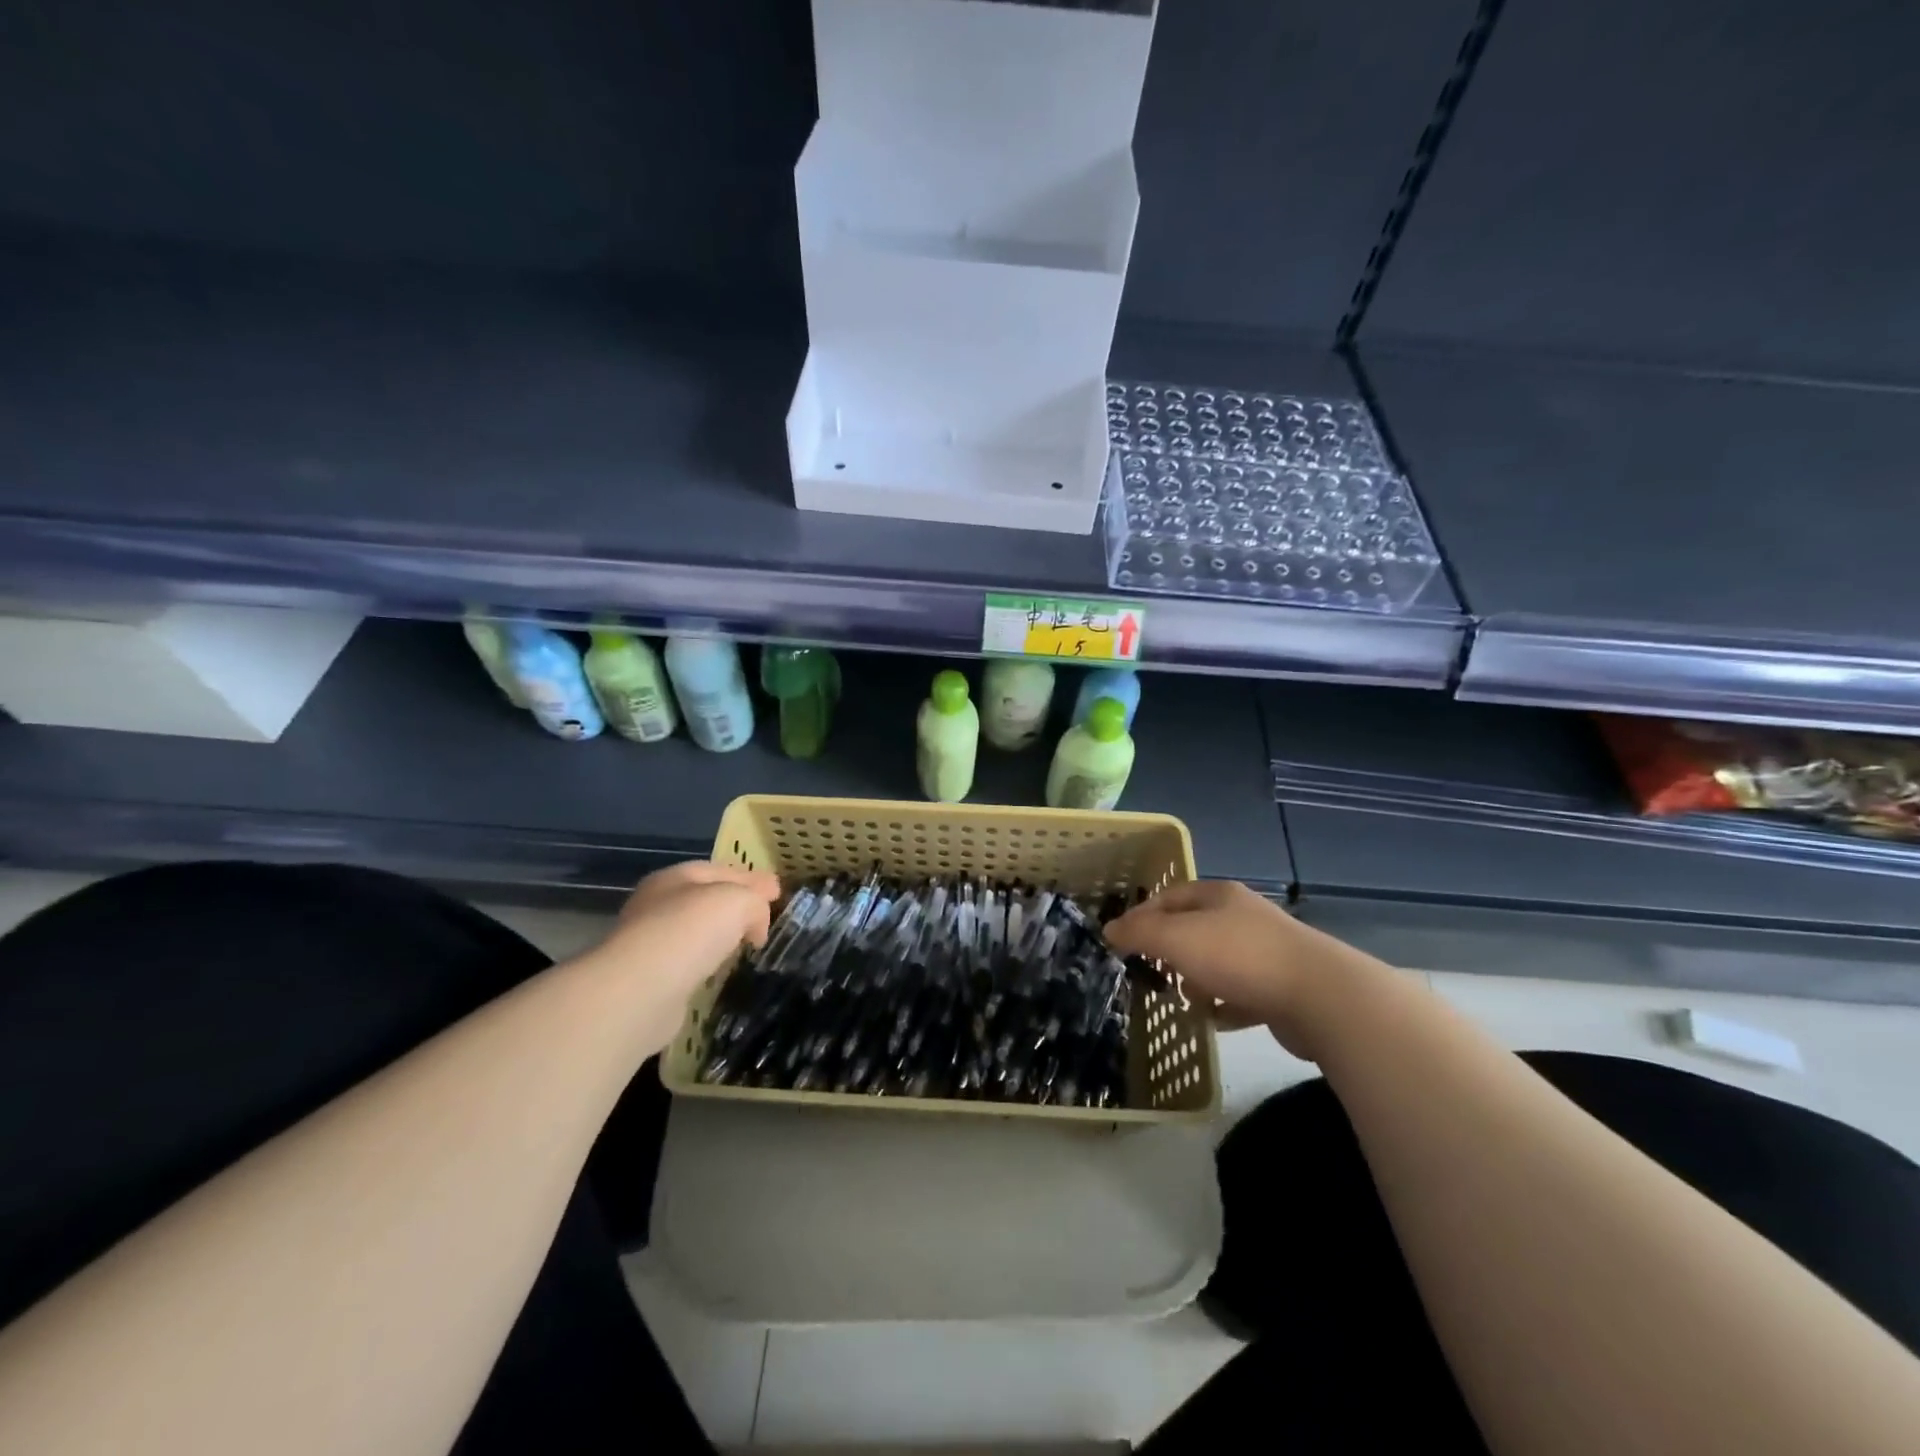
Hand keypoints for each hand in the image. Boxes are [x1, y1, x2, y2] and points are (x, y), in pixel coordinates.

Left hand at [594, 861, 781, 1007]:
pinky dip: (706, 963)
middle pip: (705, 899)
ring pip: (694, 932)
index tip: (778, 892)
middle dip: (735, 905)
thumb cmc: (690, 931)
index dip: (751, 878)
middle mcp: (656, 905)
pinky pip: (687, 963)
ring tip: (746, 944)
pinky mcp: (649, 980)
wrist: (640, 991)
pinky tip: (719, 971)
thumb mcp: (737, 901)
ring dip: (719, 936)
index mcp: (674, 877)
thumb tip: (756, 924)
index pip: (720, 870)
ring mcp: (649, 944)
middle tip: (764, 917)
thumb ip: (755, 903)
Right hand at [1104, 880, 1332, 1056]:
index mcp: (1218, 895)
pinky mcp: (1284, 987)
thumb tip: (1109, 929)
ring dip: (1197, 979)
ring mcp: (1267, 952)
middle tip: (1148, 971)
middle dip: (1169, 950)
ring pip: (1219, 961)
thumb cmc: (1238, 957)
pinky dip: (1225, 1005)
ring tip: (1181, 999)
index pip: (1169, 897)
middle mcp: (1244, 916)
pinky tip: (1214, 1020)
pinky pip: (1243, 993)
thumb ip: (1139, 933)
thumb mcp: (1176, 939)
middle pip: (1195, 928)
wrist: (1320, 997)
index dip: (1141, 915)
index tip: (1120, 941)